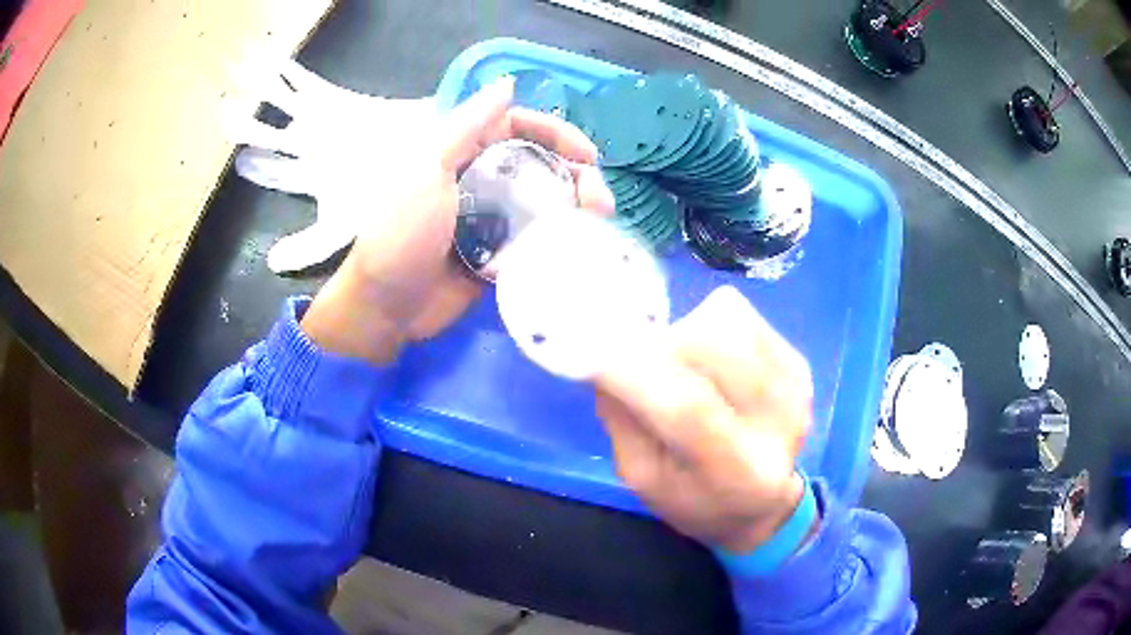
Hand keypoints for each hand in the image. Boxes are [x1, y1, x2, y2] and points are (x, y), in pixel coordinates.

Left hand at [301, 78, 614, 362]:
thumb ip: (466, 127)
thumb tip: (506, 85)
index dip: (556, 134)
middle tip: (600, 200)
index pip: (519, 128)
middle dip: (576, 175)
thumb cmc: (402, 233)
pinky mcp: (500, 255)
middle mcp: (482, 180)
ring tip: (599, 224)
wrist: (386, 306)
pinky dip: (561, 241)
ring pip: (545, 203)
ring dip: (577, 209)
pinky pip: (538, 241)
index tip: (587, 154)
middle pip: (540, 165)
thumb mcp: (428, 170)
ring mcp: (493, 220)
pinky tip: (582, 248)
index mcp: (462, 153)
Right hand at [594, 286, 813, 552]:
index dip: (633, 368)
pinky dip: (712, 328)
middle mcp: (779, 423)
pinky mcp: (800, 361)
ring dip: (687, 333)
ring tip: (685, 368)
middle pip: (713, 345)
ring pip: (727, 318)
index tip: (589, 346)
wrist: (763, 505)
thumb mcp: (641, 476)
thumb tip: (603, 352)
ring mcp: (795, 385)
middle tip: (646, 366)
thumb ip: (622, 417)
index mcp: (737, 472)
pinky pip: (741, 316)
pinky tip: (715, 365)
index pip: (688, 406)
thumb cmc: (693, 500)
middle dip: (662, 344)